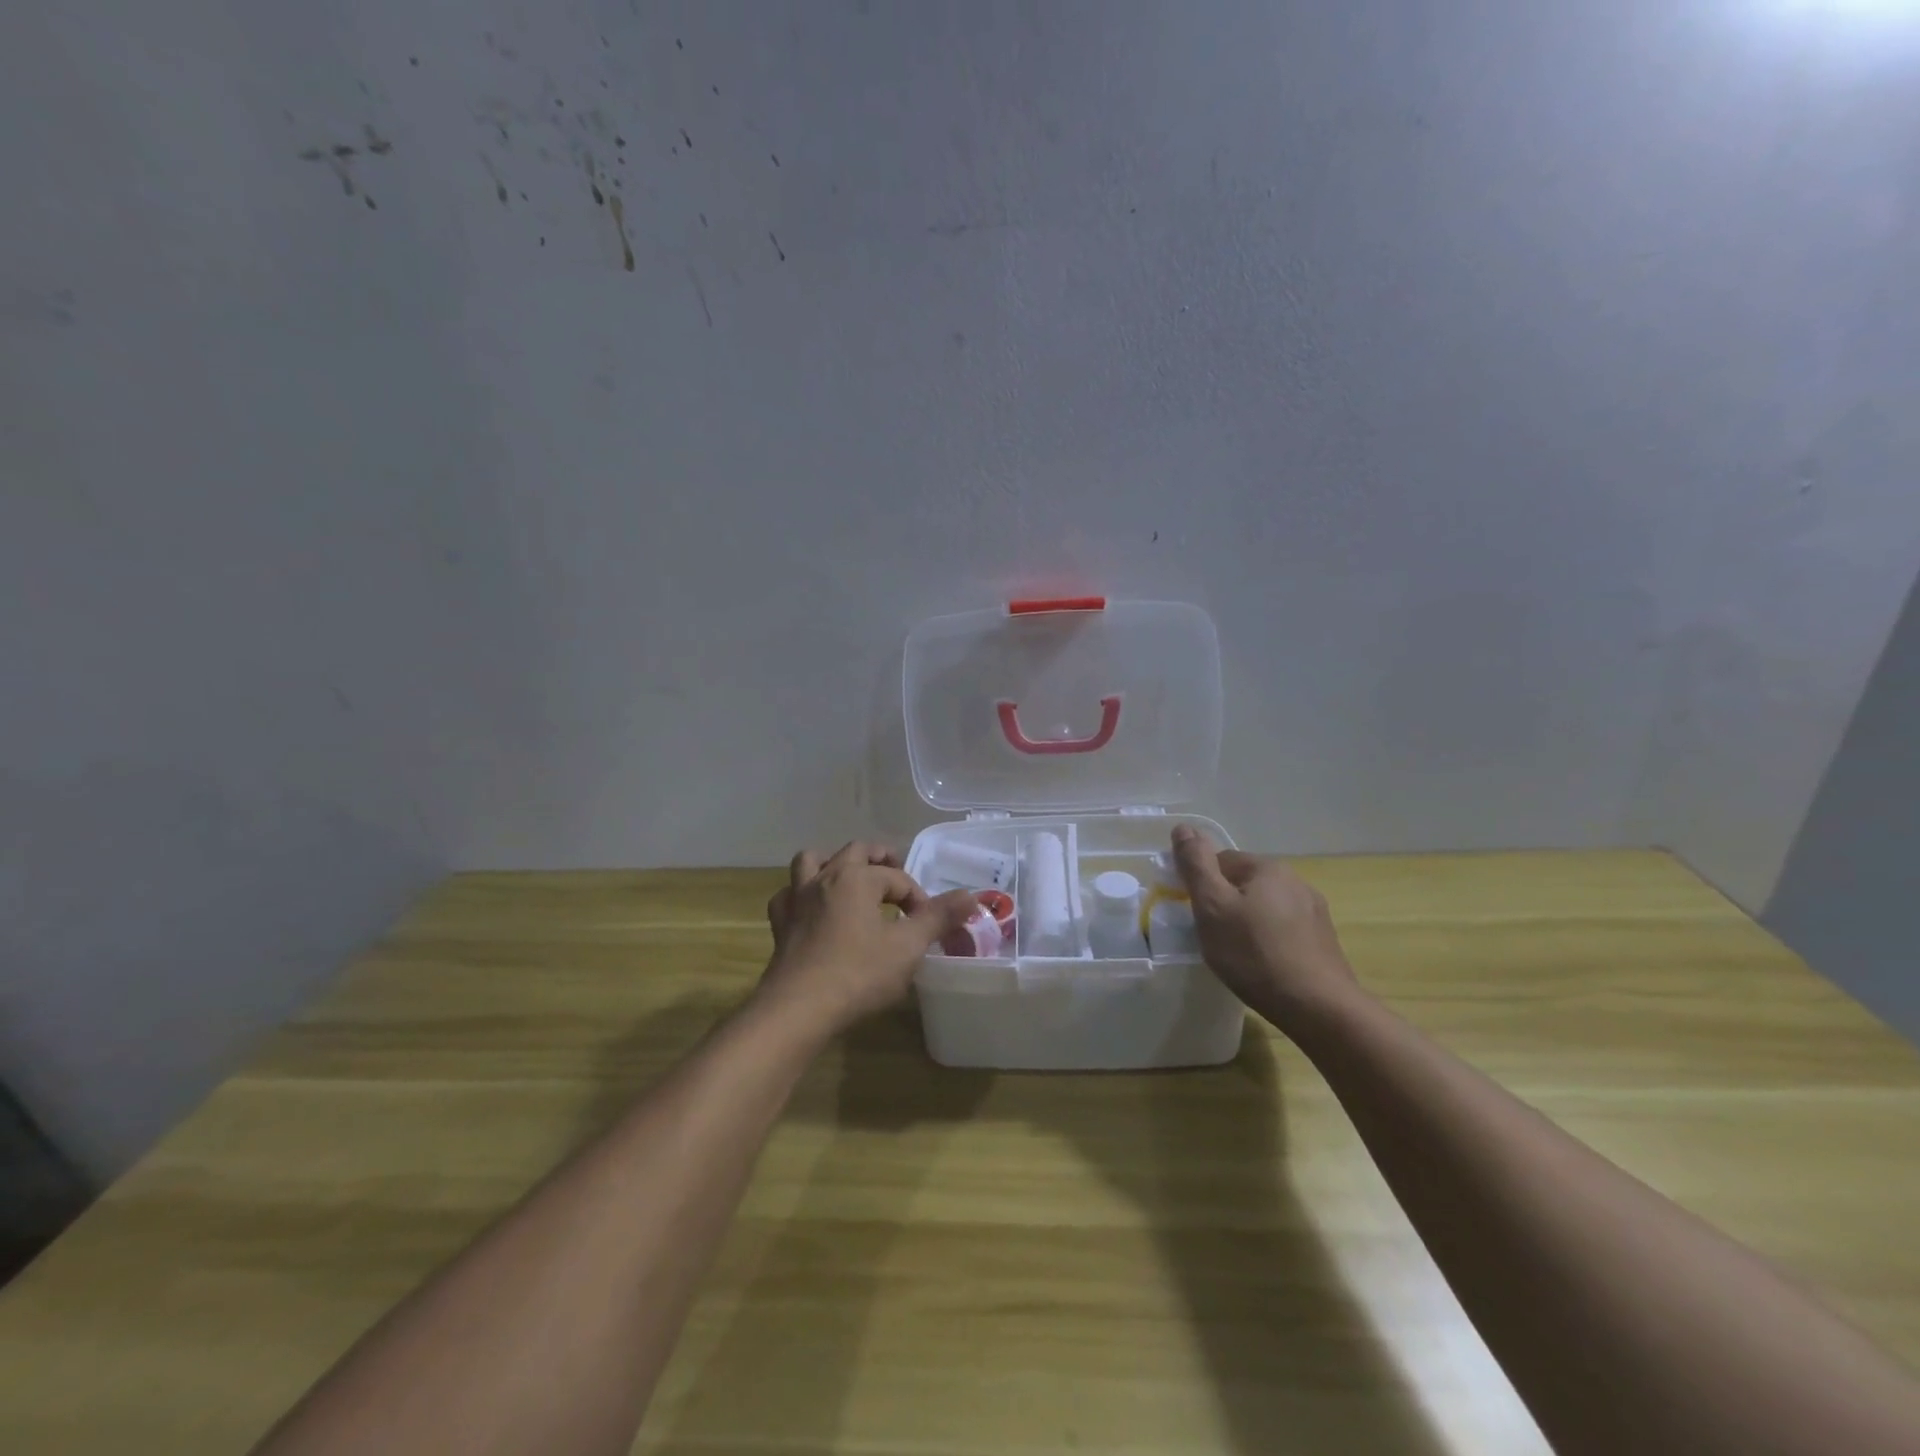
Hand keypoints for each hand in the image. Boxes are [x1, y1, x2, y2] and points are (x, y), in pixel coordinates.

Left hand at [759, 842, 978, 1037]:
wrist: (798, 1008)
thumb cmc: (858, 974)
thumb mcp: (908, 947)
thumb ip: (939, 918)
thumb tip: (972, 896)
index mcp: (857, 878)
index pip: (896, 877)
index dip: (917, 898)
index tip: (928, 926)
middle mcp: (825, 878)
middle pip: (855, 852)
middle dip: (880, 860)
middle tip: (896, 876)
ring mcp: (797, 899)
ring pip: (812, 861)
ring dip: (833, 864)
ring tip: (850, 880)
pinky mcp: (781, 923)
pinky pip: (789, 895)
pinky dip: (802, 894)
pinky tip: (813, 910)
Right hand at [1170, 825, 1359, 1032]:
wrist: (1319, 1008)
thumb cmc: (1255, 954)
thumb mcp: (1212, 907)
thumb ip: (1196, 865)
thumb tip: (1184, 827)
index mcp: (1268, 868)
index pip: (1220, 861)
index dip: (1201, 885)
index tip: (1193, 913)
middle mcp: (1296, 881)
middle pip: (1244, 883)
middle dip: (1224, 904)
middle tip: (1211, 936)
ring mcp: (1314, 912)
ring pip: (1265, 908)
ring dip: (1247, 922)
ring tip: (1236, 954)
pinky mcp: (1323, 941)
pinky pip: (1283, 930)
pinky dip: (1268, 941)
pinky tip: (1263, 965)